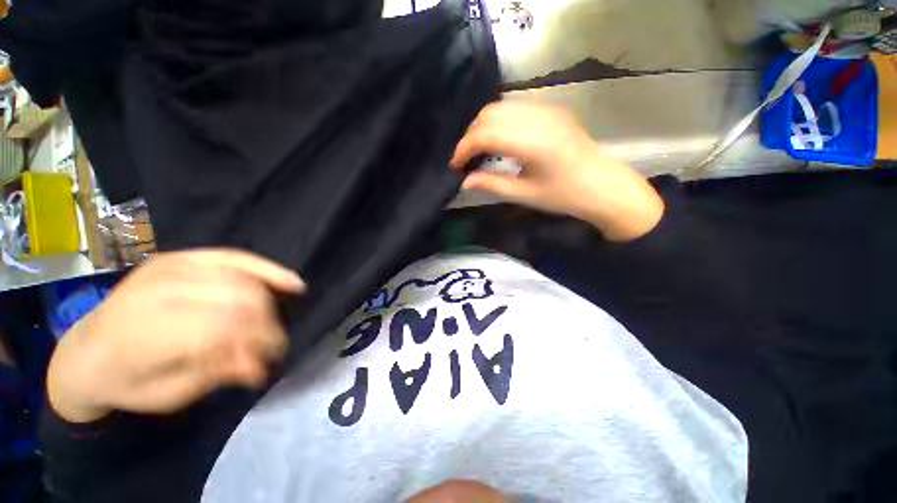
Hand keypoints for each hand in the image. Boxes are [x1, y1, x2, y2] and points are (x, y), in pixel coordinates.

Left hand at [47, 250, 304, 422]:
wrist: (85, 351)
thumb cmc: (126, 382)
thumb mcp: (167, 396)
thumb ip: (216, 374)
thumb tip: (260, 365)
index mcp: (144, 332)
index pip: (223, 327)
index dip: (257, 341)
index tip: (270, 360)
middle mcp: (157, 291)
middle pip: (238, 299)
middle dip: (267, 323)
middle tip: (273, 346)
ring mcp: (169, 267)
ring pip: (243, 279)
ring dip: (269, 303)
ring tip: (274, 323)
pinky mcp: (180, 256)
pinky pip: (236, 257)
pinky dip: (267, 269)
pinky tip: (290, 281)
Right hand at [451, 101, 663, 241]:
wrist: (602, 186)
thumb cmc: (564, 195)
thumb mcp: (524, 194)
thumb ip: (491, 184)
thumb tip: (464, 180)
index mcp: (534, 142)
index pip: (486, 134)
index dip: (464, 147)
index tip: (455, 165)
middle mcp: (539, 117)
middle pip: (490, 114)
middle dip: (470, 135)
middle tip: (465, 159)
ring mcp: (547, 109)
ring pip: (501, 107)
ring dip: (482, 126)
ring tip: (477, 150)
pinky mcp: (551, 109)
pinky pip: (514, 107)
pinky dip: (498, 121)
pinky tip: (497, 139)